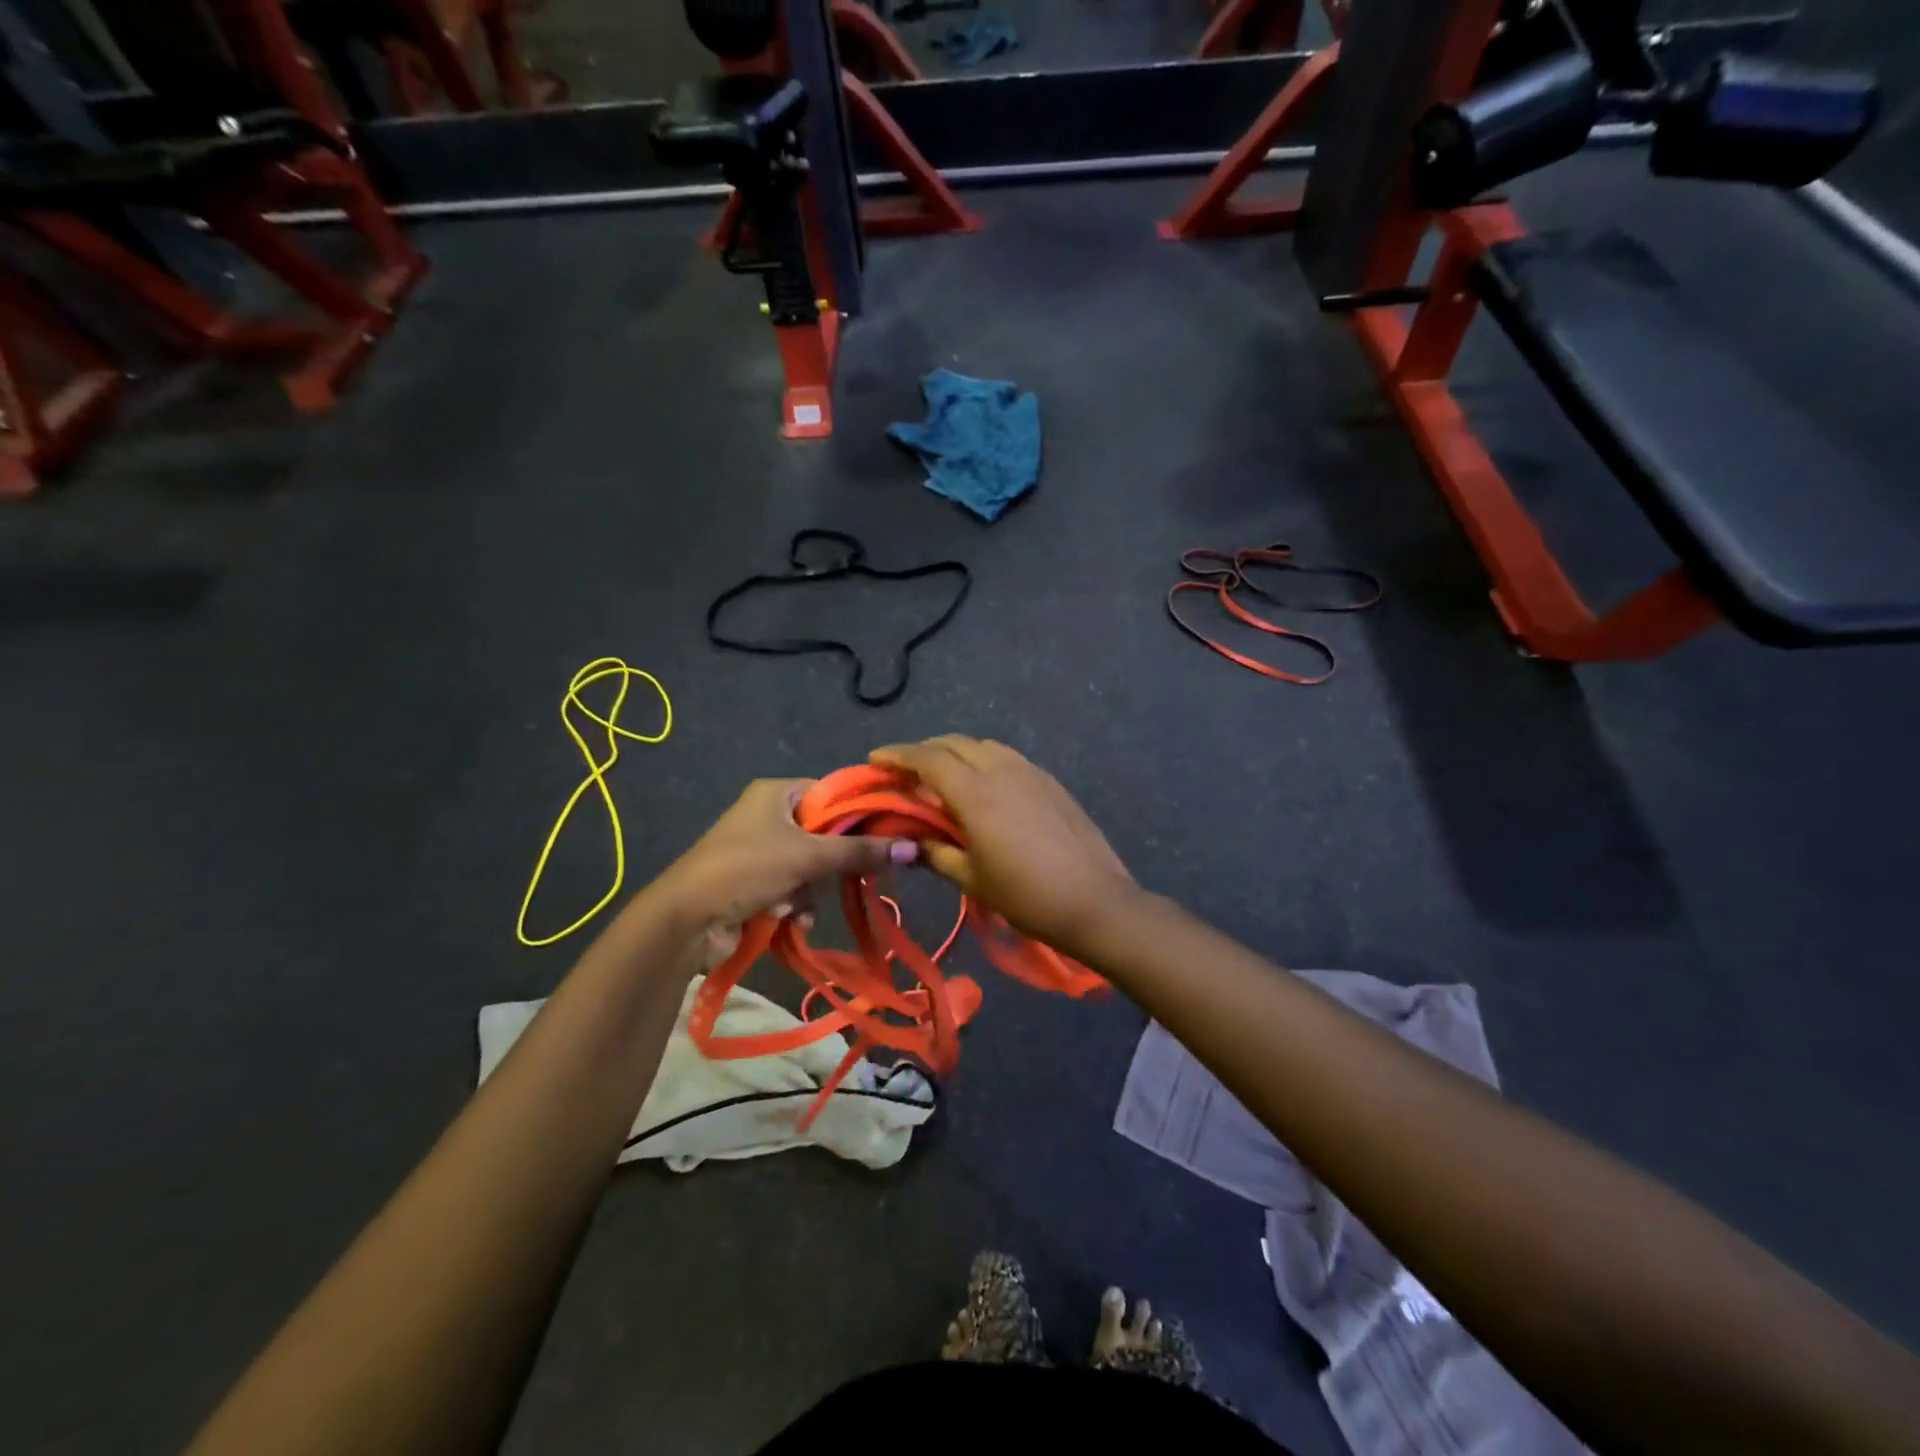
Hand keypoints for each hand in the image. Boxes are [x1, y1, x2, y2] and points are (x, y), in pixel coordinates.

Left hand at [657, 778, 917, 934]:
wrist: (685, 920)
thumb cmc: (747, 869)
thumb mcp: (808, 856)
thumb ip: (860, 851)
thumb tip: (914, 847)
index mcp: (776, 793)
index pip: (832, 794)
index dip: (858, 815)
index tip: (886, 837)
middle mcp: (768, 816)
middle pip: (824, 835)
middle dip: (829, 866)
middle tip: (846, 878)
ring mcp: (760, 851)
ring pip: (811, 868)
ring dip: (809, 892)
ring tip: (795, 906)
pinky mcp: (754, 883)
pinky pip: (793, 889)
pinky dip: (794, 906)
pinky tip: (786, 922)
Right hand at [870, 736, 1139, 954]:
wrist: (1096, 902)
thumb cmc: (1027, 896)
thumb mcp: (972, 878)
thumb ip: (935, 852)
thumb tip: (909, 841)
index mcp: (977, 793)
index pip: (928, 760)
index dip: (898, 756)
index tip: (875, 760)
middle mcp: (1002, 770)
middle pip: (954, 744)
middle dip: (924, 751)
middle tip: (904, 772)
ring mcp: (1030, 772)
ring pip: (983, 746)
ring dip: (955, 753)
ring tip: (941, 777)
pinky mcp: (1050, 781)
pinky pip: (1007, 758)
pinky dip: (983, 761)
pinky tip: (982, 787)